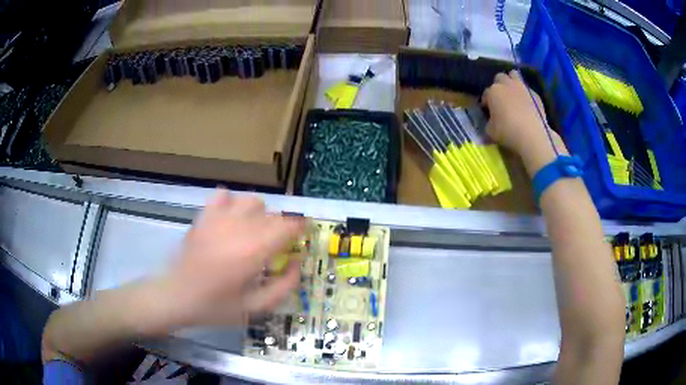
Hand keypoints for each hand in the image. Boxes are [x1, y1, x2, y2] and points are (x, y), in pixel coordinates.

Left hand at [161, 190, 304, 327]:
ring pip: (252, 201)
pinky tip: (230, 219)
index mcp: (253, 252)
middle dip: (282, 228)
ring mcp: (218, 219)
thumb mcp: (255, 308)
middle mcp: (239, 228)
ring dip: (260, 214)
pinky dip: (232, 203)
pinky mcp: (203, 217)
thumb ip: (283, 287)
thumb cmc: (215, 307)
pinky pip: (223, 196)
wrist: (175, 297)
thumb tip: (297, 264)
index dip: (301, 228)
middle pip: (273, 215)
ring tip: (254, 232)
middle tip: (277, 248)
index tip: (303, 236)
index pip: (288, 227)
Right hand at [482, 71, 567, 174]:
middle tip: (501, 99)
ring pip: (514, 75)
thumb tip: (492, 121)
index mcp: (493, 91)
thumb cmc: (507, 132)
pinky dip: (526, 95)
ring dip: (512, 82)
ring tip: (513, 94)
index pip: (485, 94)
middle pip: (500, 78)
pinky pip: (528, 90)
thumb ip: (489, 122)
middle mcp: (506, 84)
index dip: (486, 102)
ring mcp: (522, 87)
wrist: (532, 135)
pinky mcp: (535, 94)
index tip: (488, 112)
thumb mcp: (490, 131)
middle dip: (499, 85)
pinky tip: (527, 105)